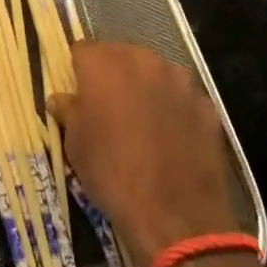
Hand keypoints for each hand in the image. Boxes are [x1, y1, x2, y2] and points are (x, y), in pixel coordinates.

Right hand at [49, 41, 237, 260]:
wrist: (176, 216)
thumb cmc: (113, 174)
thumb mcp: (77, 146)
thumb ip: (68, 112)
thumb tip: (61, 99)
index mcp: (103, 63)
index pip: (82, 50)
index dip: (79, 71)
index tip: (79, 93)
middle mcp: (141, 59)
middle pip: (121, 55)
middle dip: (113, 75)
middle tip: (109, 108)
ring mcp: (178, 79)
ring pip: (154, 72)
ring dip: (146, 88)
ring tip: (143, 123)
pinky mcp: (205, 103)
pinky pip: (181, 97)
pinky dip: (174, 109)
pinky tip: (172, 138)